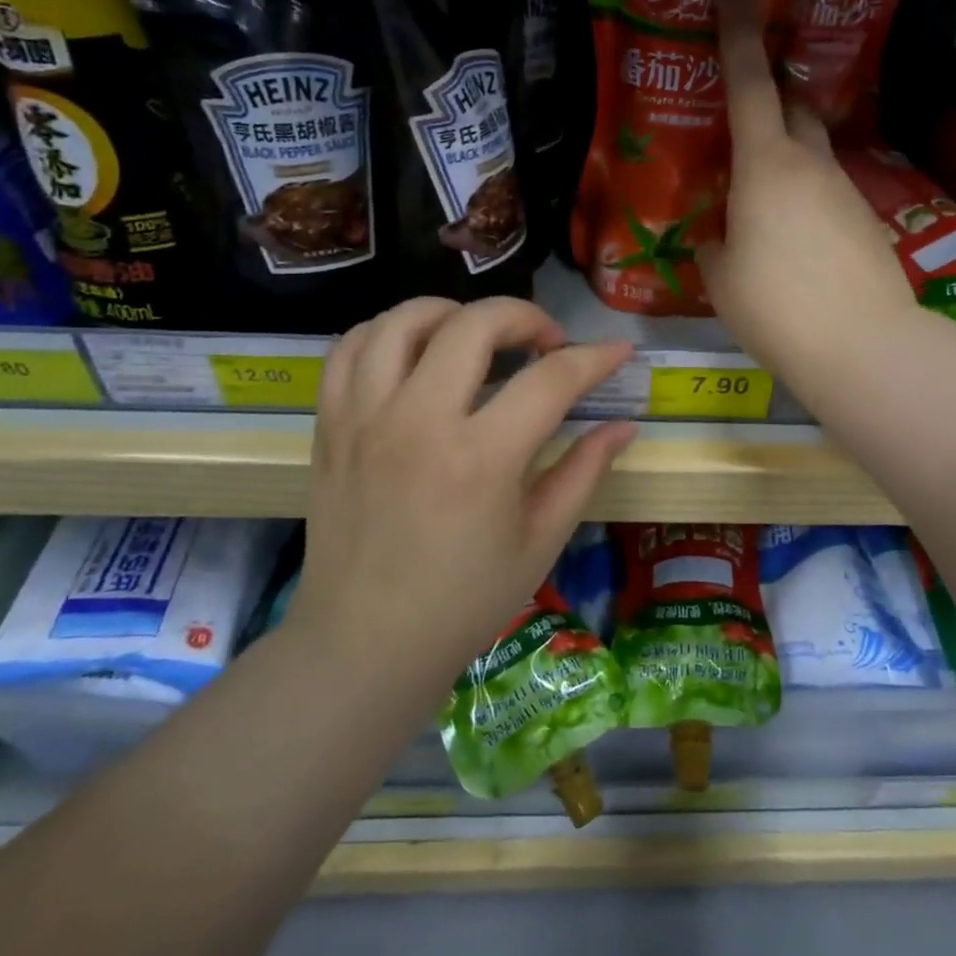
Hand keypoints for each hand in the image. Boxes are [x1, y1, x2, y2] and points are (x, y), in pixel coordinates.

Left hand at [289, 297, 635, 678]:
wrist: (365, 643)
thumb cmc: (464, 601)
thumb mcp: (541, 541)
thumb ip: (584, 472)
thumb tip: (624, 426)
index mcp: (481, 459)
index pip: (550, 379)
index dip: (594, 358)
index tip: (616, 351)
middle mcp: (418, 422)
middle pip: (474, 324)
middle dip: (524, 316)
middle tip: (545, 344)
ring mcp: (365, 418)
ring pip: (403, 321)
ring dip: (452, 313)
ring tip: (477, 336)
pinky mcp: (331, 426)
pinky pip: (349, 350)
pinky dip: (385, 333)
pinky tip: (414, 353)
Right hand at [697, 0, 916, 382]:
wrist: (861, 345)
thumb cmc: (775, 305)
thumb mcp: (722, 276)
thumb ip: (716, 244)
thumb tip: (723, 236)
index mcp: (765, 165)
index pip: (746, 81)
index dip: (738, 26)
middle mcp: (810, 164)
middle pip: (792, 104)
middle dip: (770, 90)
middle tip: (746, 99)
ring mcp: (845, 190)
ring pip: (811, 150)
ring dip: (786, 153)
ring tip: (759, 195)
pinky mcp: (866, 221)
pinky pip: (826, 191)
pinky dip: (804, 196)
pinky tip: (792, 237)